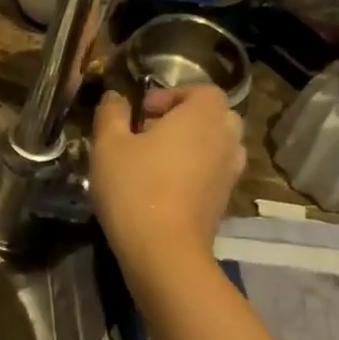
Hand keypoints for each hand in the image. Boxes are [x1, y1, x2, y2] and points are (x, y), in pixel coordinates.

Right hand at [91, 86, 244, 259]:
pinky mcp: (224, 199)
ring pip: (217, 145)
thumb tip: (115, 96)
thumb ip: (112, 114)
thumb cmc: (134, 187)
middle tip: (150, 133)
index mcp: (201, 117)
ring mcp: (230, 172)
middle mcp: (225, 139)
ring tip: (157, 161)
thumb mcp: (109, 145)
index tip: (142, 113)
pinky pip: (214, 171)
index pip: (203, 90)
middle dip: (185, 119)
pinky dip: (195, 171)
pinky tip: (163, 186)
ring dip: (192, 146)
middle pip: (215, 116)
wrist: (164, 250)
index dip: (173, 95)